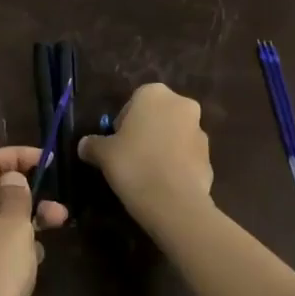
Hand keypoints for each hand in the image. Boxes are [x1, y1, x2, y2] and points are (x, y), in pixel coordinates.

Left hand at [0, 147, 69, 295]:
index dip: (16, 155)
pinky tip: (37, 262)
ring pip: (1, 221)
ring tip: (56, 229)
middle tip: (58, 206)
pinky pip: (0, 248)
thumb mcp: (14, 227)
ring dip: (29, 219)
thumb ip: (16, 196)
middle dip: (29, 191)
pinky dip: (20, 246)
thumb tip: (11, 178)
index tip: (46, 161)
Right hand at [78, 84, 213, 227]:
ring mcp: (200, 131)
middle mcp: (181, 105)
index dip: (122, 123)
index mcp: (154, 94)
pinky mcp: (210, 157)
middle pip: (157, 116)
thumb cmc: (134, 164)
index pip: (133, 102)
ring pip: (174, 135)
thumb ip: (93, 144)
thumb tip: (84, 145)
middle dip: (145, 131)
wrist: (173, 202)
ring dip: (163, 147)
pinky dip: (176, 164)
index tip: (116, 143)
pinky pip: (186, 156)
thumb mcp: (103, 153)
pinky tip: (163, 183)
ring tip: (146, 172)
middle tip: (129, 156)